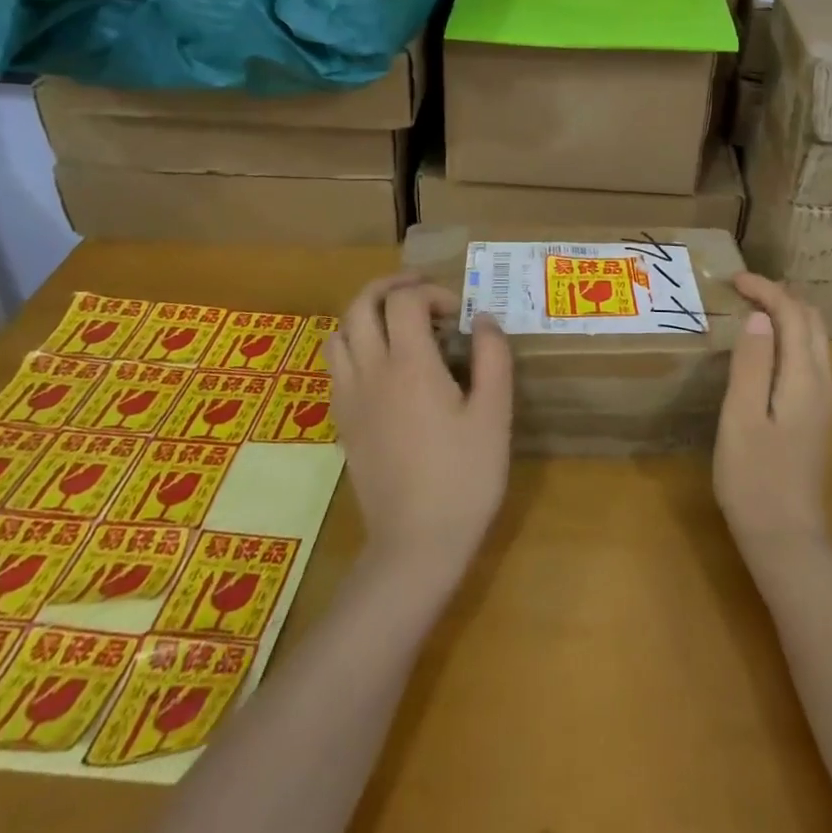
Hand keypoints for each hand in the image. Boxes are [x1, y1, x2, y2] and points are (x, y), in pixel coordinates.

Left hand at [326, 275, 512, 585]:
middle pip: (360, 305)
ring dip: (366, 315)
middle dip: (389, 287)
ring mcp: (350, 398)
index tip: (458, 315)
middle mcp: (371, 372)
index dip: (432, 293)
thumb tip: (484, 319)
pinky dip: (355, 347)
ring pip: (339, 333)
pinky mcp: (343, 423)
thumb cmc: (464, 478)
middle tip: (420, 291)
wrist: (415, 545)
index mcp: (410, 366)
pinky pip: (337, 366)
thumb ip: (493, 358)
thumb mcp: (495, 416)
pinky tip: (384, 366)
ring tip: (398, 323)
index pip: (404, 301)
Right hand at [714, 273, 831, 569]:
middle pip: (812, 322)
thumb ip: (752, 363)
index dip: (766, 290)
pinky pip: (809, 359)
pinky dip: (790, 337)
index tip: (733, 280)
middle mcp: (823, 383)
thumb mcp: (742, 417)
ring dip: (788, 315)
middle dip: (781, 296)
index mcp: (805, 379)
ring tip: (752, 309)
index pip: (793, 315)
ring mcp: (823, 402)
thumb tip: (760, 316)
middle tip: (742, 290)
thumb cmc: (755, 478)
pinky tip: (766, 348)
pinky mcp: (816, 417)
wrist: (786, 540)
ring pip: (814, 340)